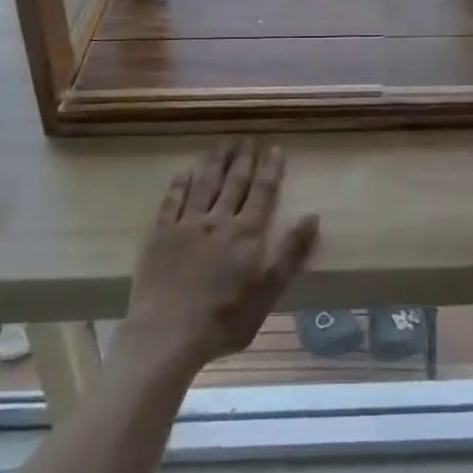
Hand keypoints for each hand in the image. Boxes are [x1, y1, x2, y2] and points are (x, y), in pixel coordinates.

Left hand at [115, 144, 319, 379]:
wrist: (167, 334)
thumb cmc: (223, 320)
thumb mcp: (268, 293)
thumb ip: (290, 254)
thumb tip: (313, 216)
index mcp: (246, 234)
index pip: (262, 192)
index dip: (270, 169)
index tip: (275, 147)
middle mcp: (218, 220)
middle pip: (234, 182)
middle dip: (243, 159)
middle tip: (248, 138)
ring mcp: (186, 224)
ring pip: (204, 184)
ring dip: (215, 162)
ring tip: (222, 144)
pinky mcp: (160, 234)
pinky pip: (172, 200)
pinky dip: (180, 183)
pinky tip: (185, 171)